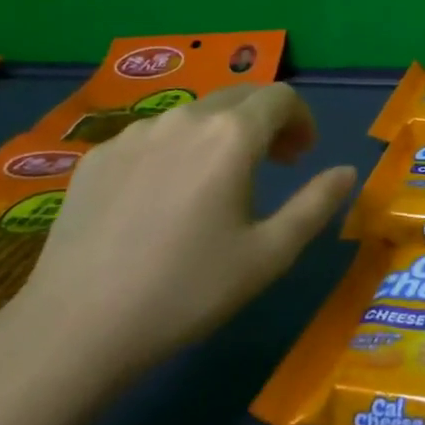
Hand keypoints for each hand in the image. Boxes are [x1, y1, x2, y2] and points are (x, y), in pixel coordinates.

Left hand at [0, 84, 356, 382]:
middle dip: (266, 121)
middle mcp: (184, 118)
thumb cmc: (189, 290)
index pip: (281, 96)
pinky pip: (153, 136)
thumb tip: (348, 171)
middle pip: (239, 96)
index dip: (301, 119)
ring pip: (194, 114)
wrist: (76, 328)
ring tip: (218, 183)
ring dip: (221, 133)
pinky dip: (177, 149)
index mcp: (232, 135)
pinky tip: (165, 199)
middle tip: (273, 165)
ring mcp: (134, 134)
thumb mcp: (270, 254)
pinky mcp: (96, 156)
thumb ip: (317, 204)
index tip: (302, 156)